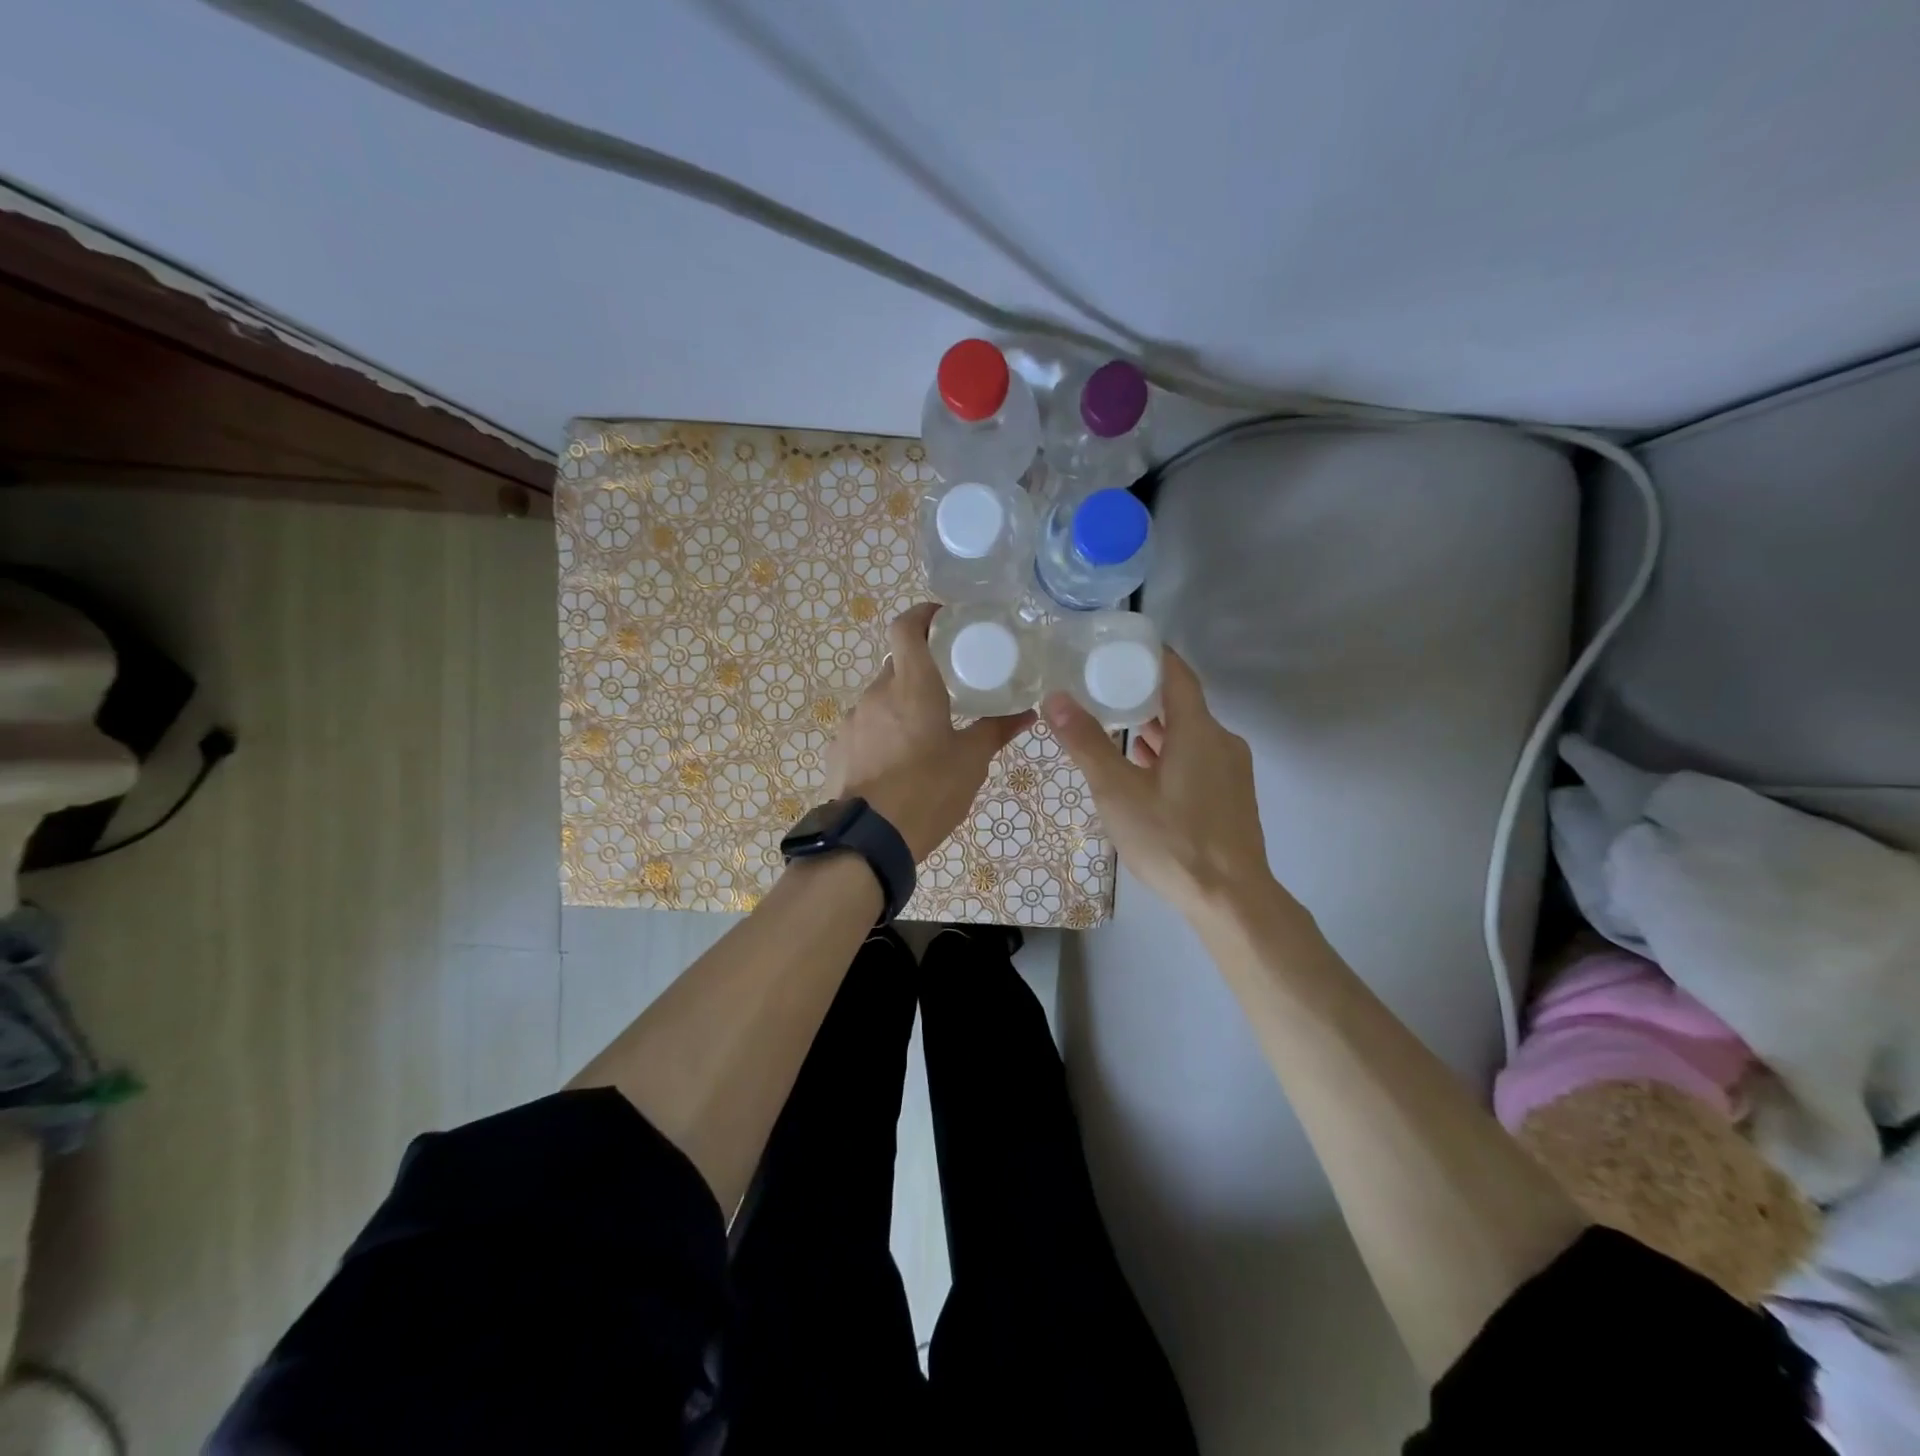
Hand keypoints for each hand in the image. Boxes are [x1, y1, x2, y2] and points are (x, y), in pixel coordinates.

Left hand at [821, 603, 1034, 860]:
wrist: (869, 839)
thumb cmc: (928, 791)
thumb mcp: (971, 761)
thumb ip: (997, 730)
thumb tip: (1028, 712)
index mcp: (912, 686)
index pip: (906, 627)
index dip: (922, 614)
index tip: (942, 618)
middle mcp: (877, 693)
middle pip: (896, 664)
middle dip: (920, 669)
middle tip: (947, 687)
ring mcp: (853, 720)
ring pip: (881, 698)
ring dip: (901, 706)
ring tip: (924, 735)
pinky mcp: (839, 747)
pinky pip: (865, 726)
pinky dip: (883, 732)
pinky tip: (897, 762)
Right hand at [1044, 648, 1284, 922]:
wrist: (1231, 900)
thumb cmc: (1172, 840)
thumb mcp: (1118, 792)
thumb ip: (1086, 743)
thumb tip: (1055, 697)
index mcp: (1198, 730)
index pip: (1177, 673)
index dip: (1150, 655)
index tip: (1118, 648)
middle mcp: (1222, 741)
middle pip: (1183, 703)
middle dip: (1144, 694)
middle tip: (1103, 689)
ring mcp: (1232, 770)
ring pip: (1190, 734)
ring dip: (1157, 727)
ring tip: (1116, 728)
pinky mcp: (1232, 796)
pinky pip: (1198, 758)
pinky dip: (1171, 753)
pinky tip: (1145, 770)